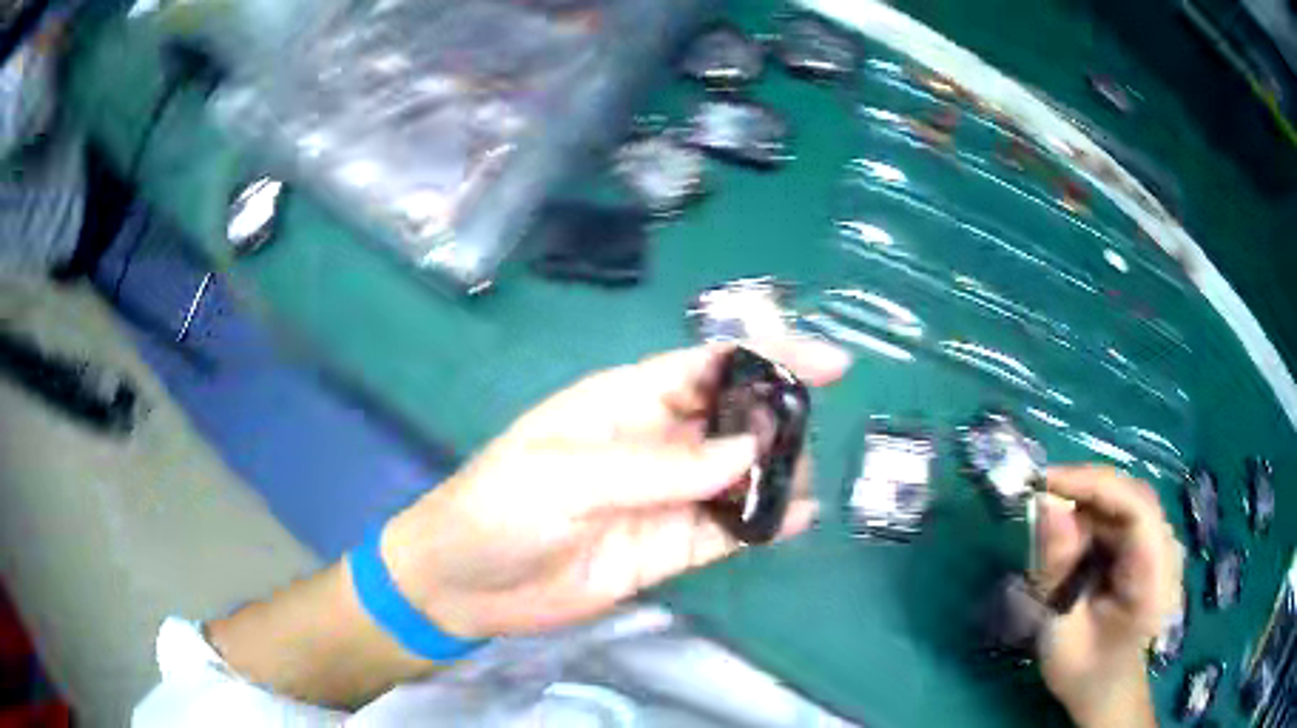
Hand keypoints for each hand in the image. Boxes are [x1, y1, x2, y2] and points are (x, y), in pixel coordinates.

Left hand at [381, 340, 850, 639]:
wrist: (463, 586)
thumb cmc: (497, 510)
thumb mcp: (566, 476)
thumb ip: (656, 465)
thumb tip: (747, 448)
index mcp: (626, 402)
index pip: (708, 365)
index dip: (769, 354)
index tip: (828, 364)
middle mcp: (656, 443)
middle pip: (735, 418)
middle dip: (779, 421)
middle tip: (803, 444)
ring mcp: (666, 498)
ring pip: (739, 476)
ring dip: (776, 474)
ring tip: (797, 487)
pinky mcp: (668, 549)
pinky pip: (726, 531)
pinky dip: (762, 524)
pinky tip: (793, 521)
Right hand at [1035, 466, 1184, 726]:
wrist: (1107, 690)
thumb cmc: (1084, 671)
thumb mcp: (1061, 630)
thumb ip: (1057, 570)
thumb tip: (1046, 504)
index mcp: (1155, 576)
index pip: (1136, 506)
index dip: (1093, 484)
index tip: (1044, 482)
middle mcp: (1167, 549)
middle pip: (1131, 497)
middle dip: (1085, 492)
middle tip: (1039, 499)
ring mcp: (1161, 545)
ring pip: (1124, 502)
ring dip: (1086, 507)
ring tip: (1050, 529)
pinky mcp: (1150, 545)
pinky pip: (1121, 516)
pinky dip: (1093, 521)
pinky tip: (1072, 544)